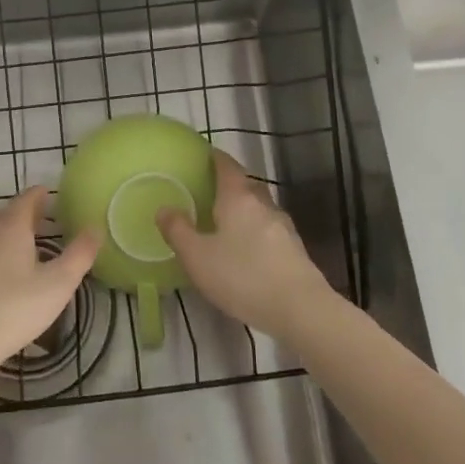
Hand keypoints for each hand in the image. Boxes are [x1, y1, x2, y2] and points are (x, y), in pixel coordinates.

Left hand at [0, 188, 97, 379]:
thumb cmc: (16, 307)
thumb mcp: (59, 283)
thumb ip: (80, 254)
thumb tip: (95, 228)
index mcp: (12, 226)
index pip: (28, 198)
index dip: (43, 194)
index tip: (58, 196)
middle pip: (11, 211)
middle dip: (32, 211)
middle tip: (53, 218)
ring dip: (17, 230)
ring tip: (37, 242)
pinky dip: (5, 247)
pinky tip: (14, 268)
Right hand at [158, 151, 333, 340]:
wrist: (301, 309)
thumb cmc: (243, 276)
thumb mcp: (197, 257)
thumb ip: (178, 231)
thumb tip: (163, 208)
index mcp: (238, 198)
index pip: (227, 167)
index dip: (216, 158)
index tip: (205, 154)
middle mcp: (263, 205)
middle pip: (247, 185)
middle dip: (231, 184)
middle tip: (211, 191)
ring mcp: (284, 227)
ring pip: (260, 209)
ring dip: (245, 210)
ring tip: (227, 222)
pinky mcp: (296, 250)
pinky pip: (270, 231)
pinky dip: (257, 232)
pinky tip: (248, 250)